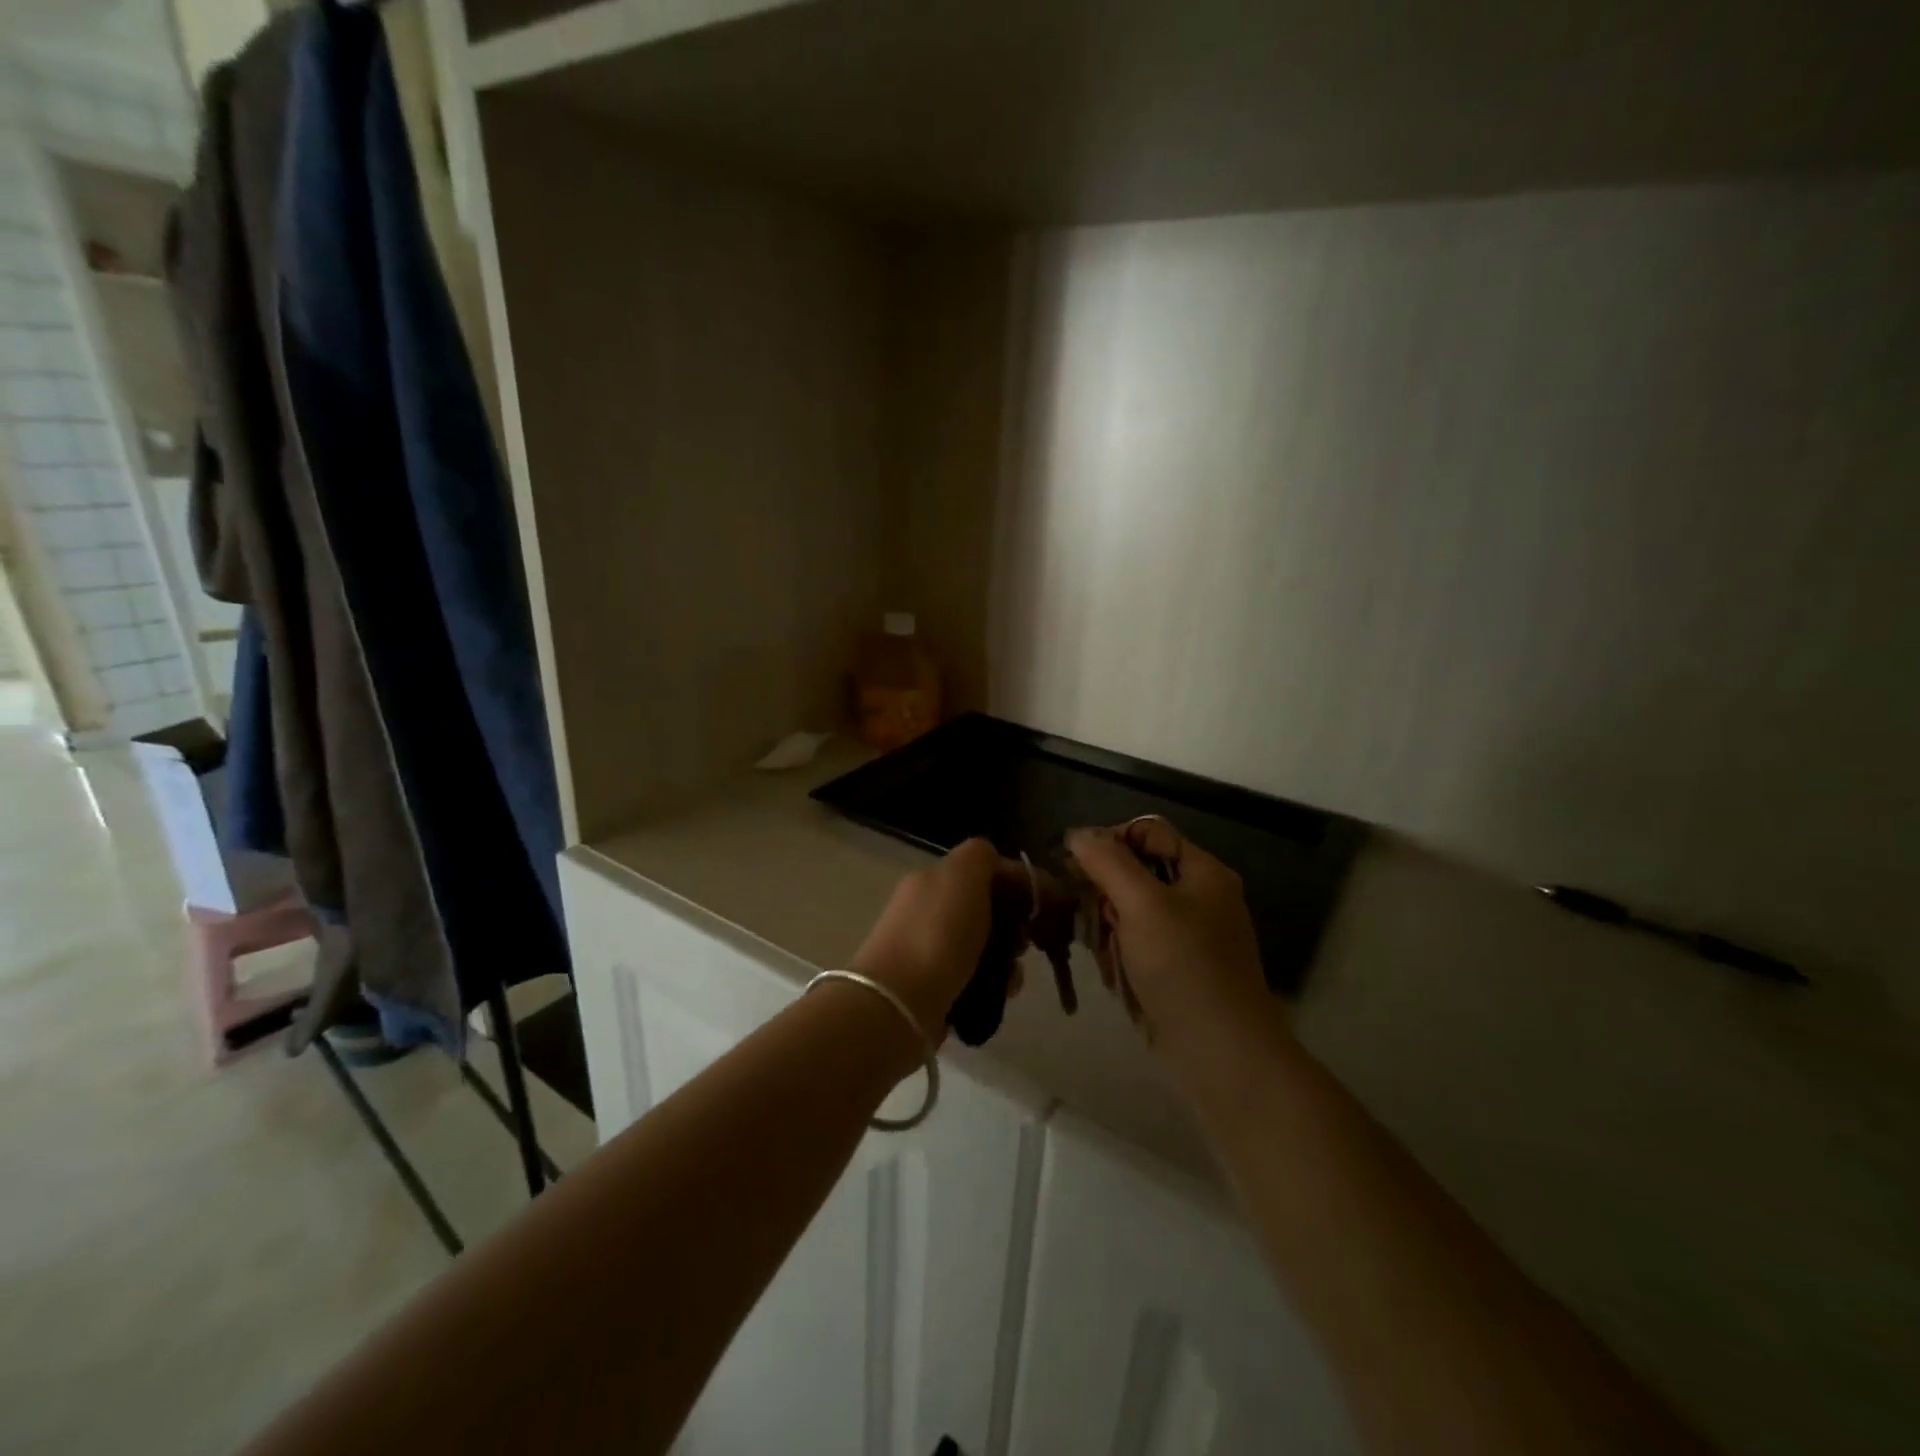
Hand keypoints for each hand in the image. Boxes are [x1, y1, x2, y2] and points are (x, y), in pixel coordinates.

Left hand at [851, 838, 1018, 1043]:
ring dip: (1007, 957)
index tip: (1045, 903)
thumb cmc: (937, 934)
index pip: (984, 870)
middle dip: (1015, 923)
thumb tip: (998, 865)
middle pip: (986, 909)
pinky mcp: (934, 989)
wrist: (899, 1003)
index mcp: (932, 880)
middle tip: (1026, 941)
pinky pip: (976, 979)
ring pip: (984, 946)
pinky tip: (1004, 992)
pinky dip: (994, 984)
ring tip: (1014, 974)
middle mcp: (928, 911)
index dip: (1018, 881)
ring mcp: (928, 951)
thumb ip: (982, 857)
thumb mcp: (962, 875)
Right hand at [1067, 820, 1281, 1066]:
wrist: (1223, 1054)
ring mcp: (1194, 935)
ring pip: (1135, 911)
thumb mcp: (1141, 904)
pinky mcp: (1183, 968)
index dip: (1109, 841)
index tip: (1075, 867)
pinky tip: (1115, 975)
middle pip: (1138, 871)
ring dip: (1110, 927)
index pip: (1147, 832)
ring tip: (1104, 955)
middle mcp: (1201, 896)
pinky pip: (1142, 944)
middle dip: (1107, 891)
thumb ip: (1108, 862)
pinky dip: (1123, 954)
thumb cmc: (1183, 968)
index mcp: (1203, 871)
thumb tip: (1078, 834)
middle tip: (1091, 919)